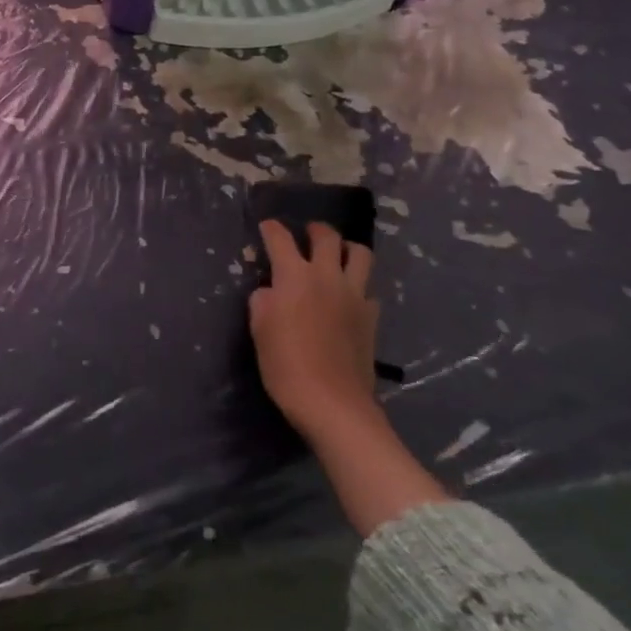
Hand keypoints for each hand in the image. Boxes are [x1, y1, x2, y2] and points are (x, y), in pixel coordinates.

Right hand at [250, 219, 453, 536]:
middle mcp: (327, 276)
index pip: (280, 238)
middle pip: (327, 236)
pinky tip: (348, 297)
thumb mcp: (259, 330)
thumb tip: (270, 290)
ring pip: (360, 254)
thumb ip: (262, 301)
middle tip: (306, 234)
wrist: (333, 404)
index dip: (271, 228)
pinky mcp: (371, 317)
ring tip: (336, 256)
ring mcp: (354, 295)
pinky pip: (368, 288)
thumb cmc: (286, 365)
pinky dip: (358, 285)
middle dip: (314, 229)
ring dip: (346, 248)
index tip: (265, 227)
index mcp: (294, 276)